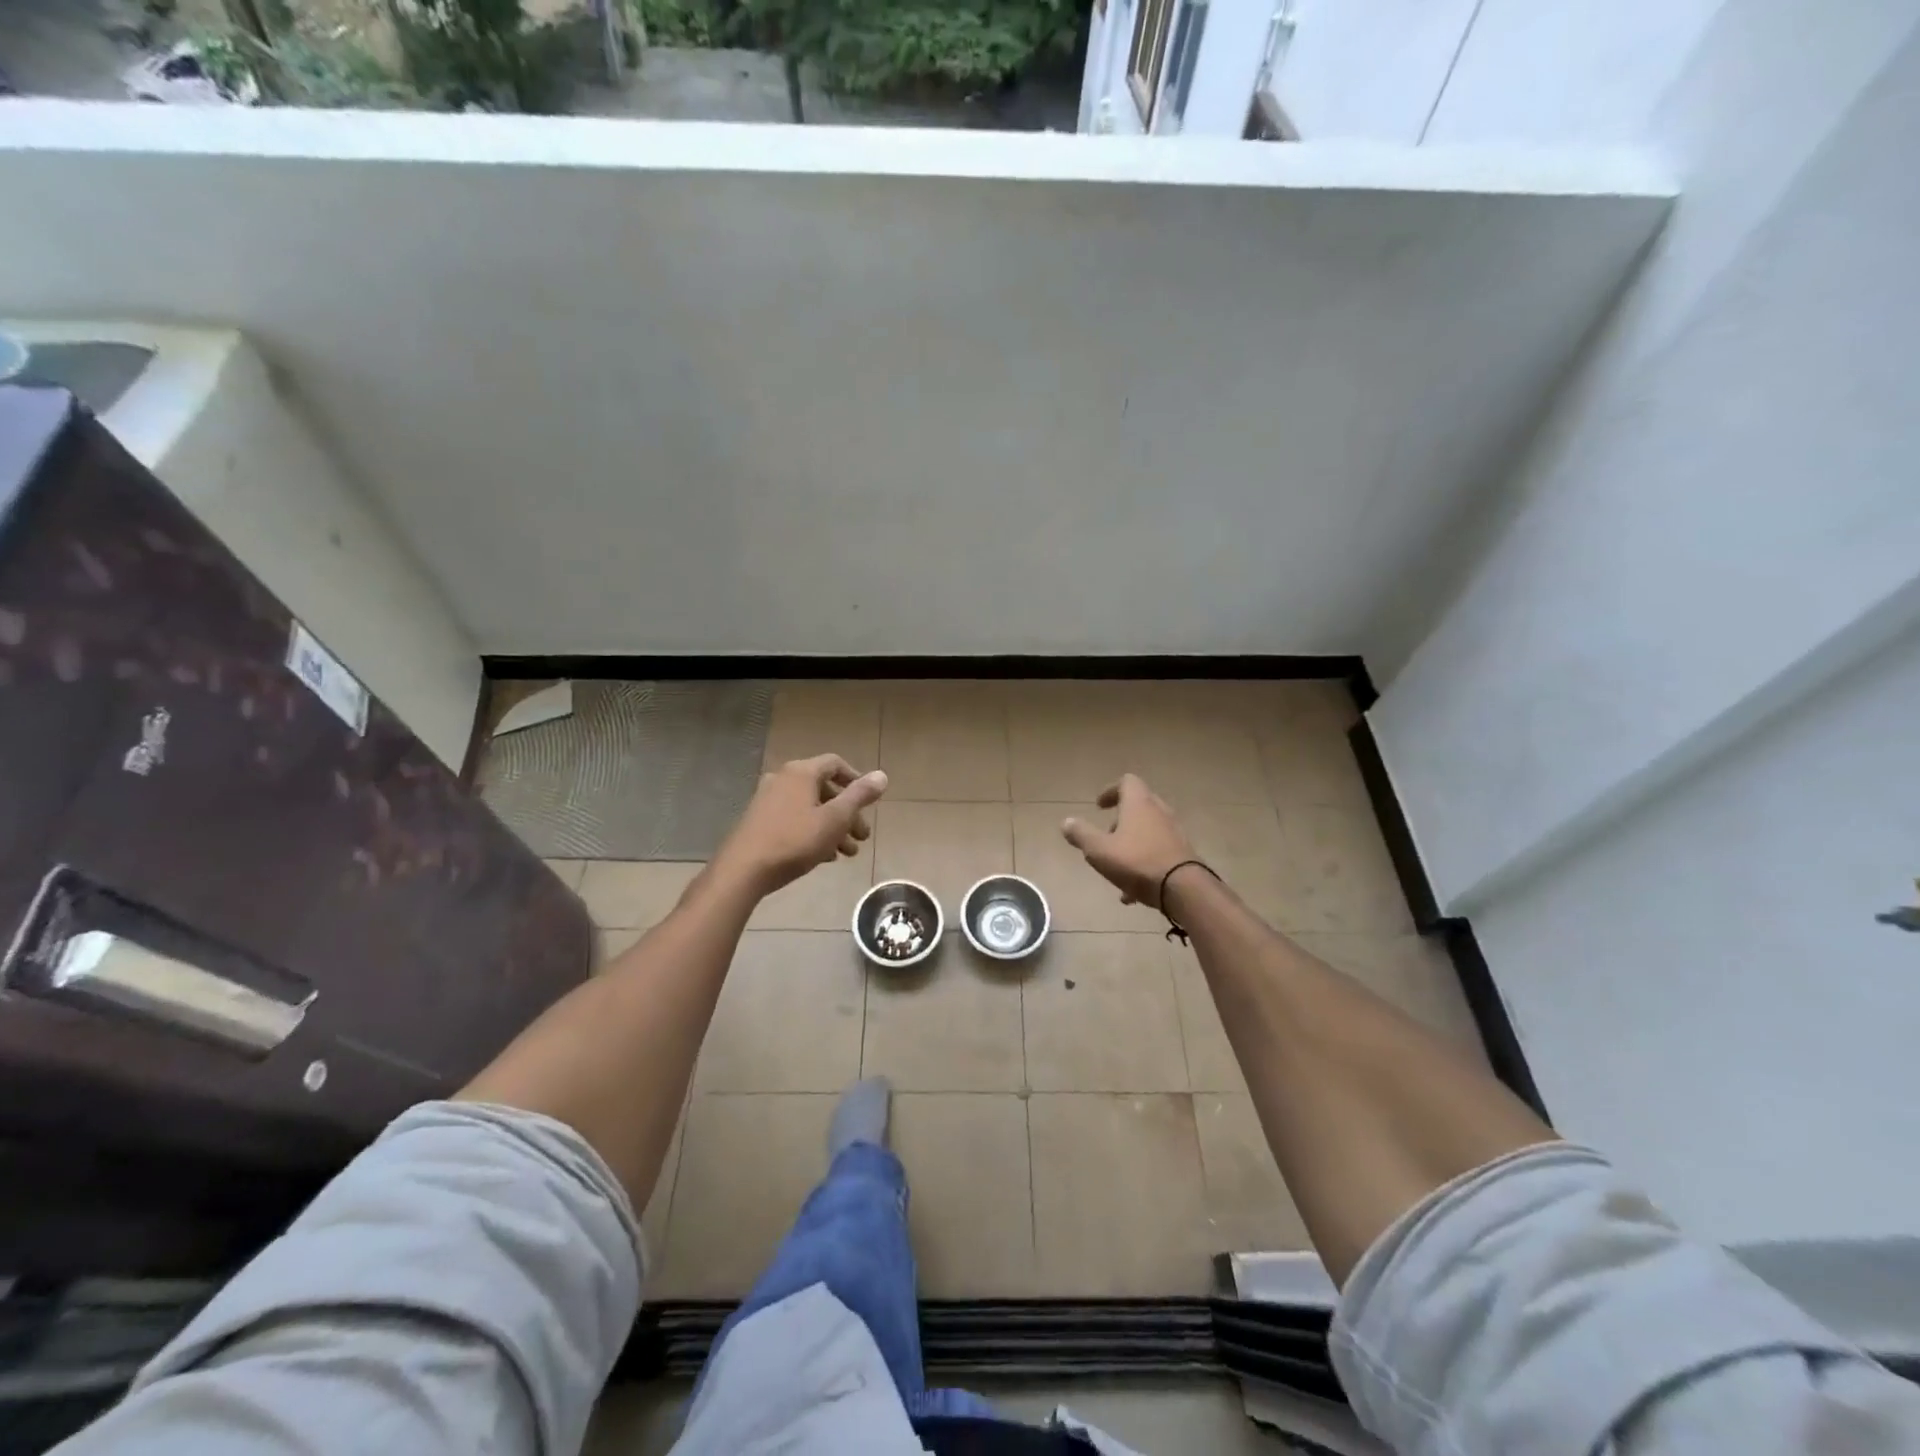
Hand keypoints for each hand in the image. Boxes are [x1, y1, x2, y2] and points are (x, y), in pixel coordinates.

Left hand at [716, 755, 887, 896]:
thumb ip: (859, 796)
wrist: (743, 870)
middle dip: (847, 813)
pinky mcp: (758, 821)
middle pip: (824, 789)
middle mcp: (783, 779)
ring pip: (810, 807)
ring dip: (832, 826)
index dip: (856, 779)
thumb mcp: (835, 819)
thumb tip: (881, 775)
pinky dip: (812, 831)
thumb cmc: (795, 840)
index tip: (869, 802)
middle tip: (862, 837)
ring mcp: (767, 800)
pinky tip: (824, 856)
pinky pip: (794, 819)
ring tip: (848, 853)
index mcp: (801, 772)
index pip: (835, 763)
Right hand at [1061, 775, 1196, 909]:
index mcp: (1139, 803)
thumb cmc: (1137, 862)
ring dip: (1131, 844)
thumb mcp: (1099, 850)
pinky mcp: (1182, 853)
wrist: (1183, 888)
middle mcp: (1159, 811)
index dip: (1111, 791)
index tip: (1099, 806)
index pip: (1127, 782)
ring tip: (1115, 869)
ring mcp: (1174, 832)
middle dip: (1119, 821)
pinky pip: (1158, 852)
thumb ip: (1081, 834)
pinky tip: (1131, 892)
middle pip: (1138, 806)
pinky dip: (1143, 863)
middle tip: (1106, 838)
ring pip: (1147, 832)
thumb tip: (1066, 822)